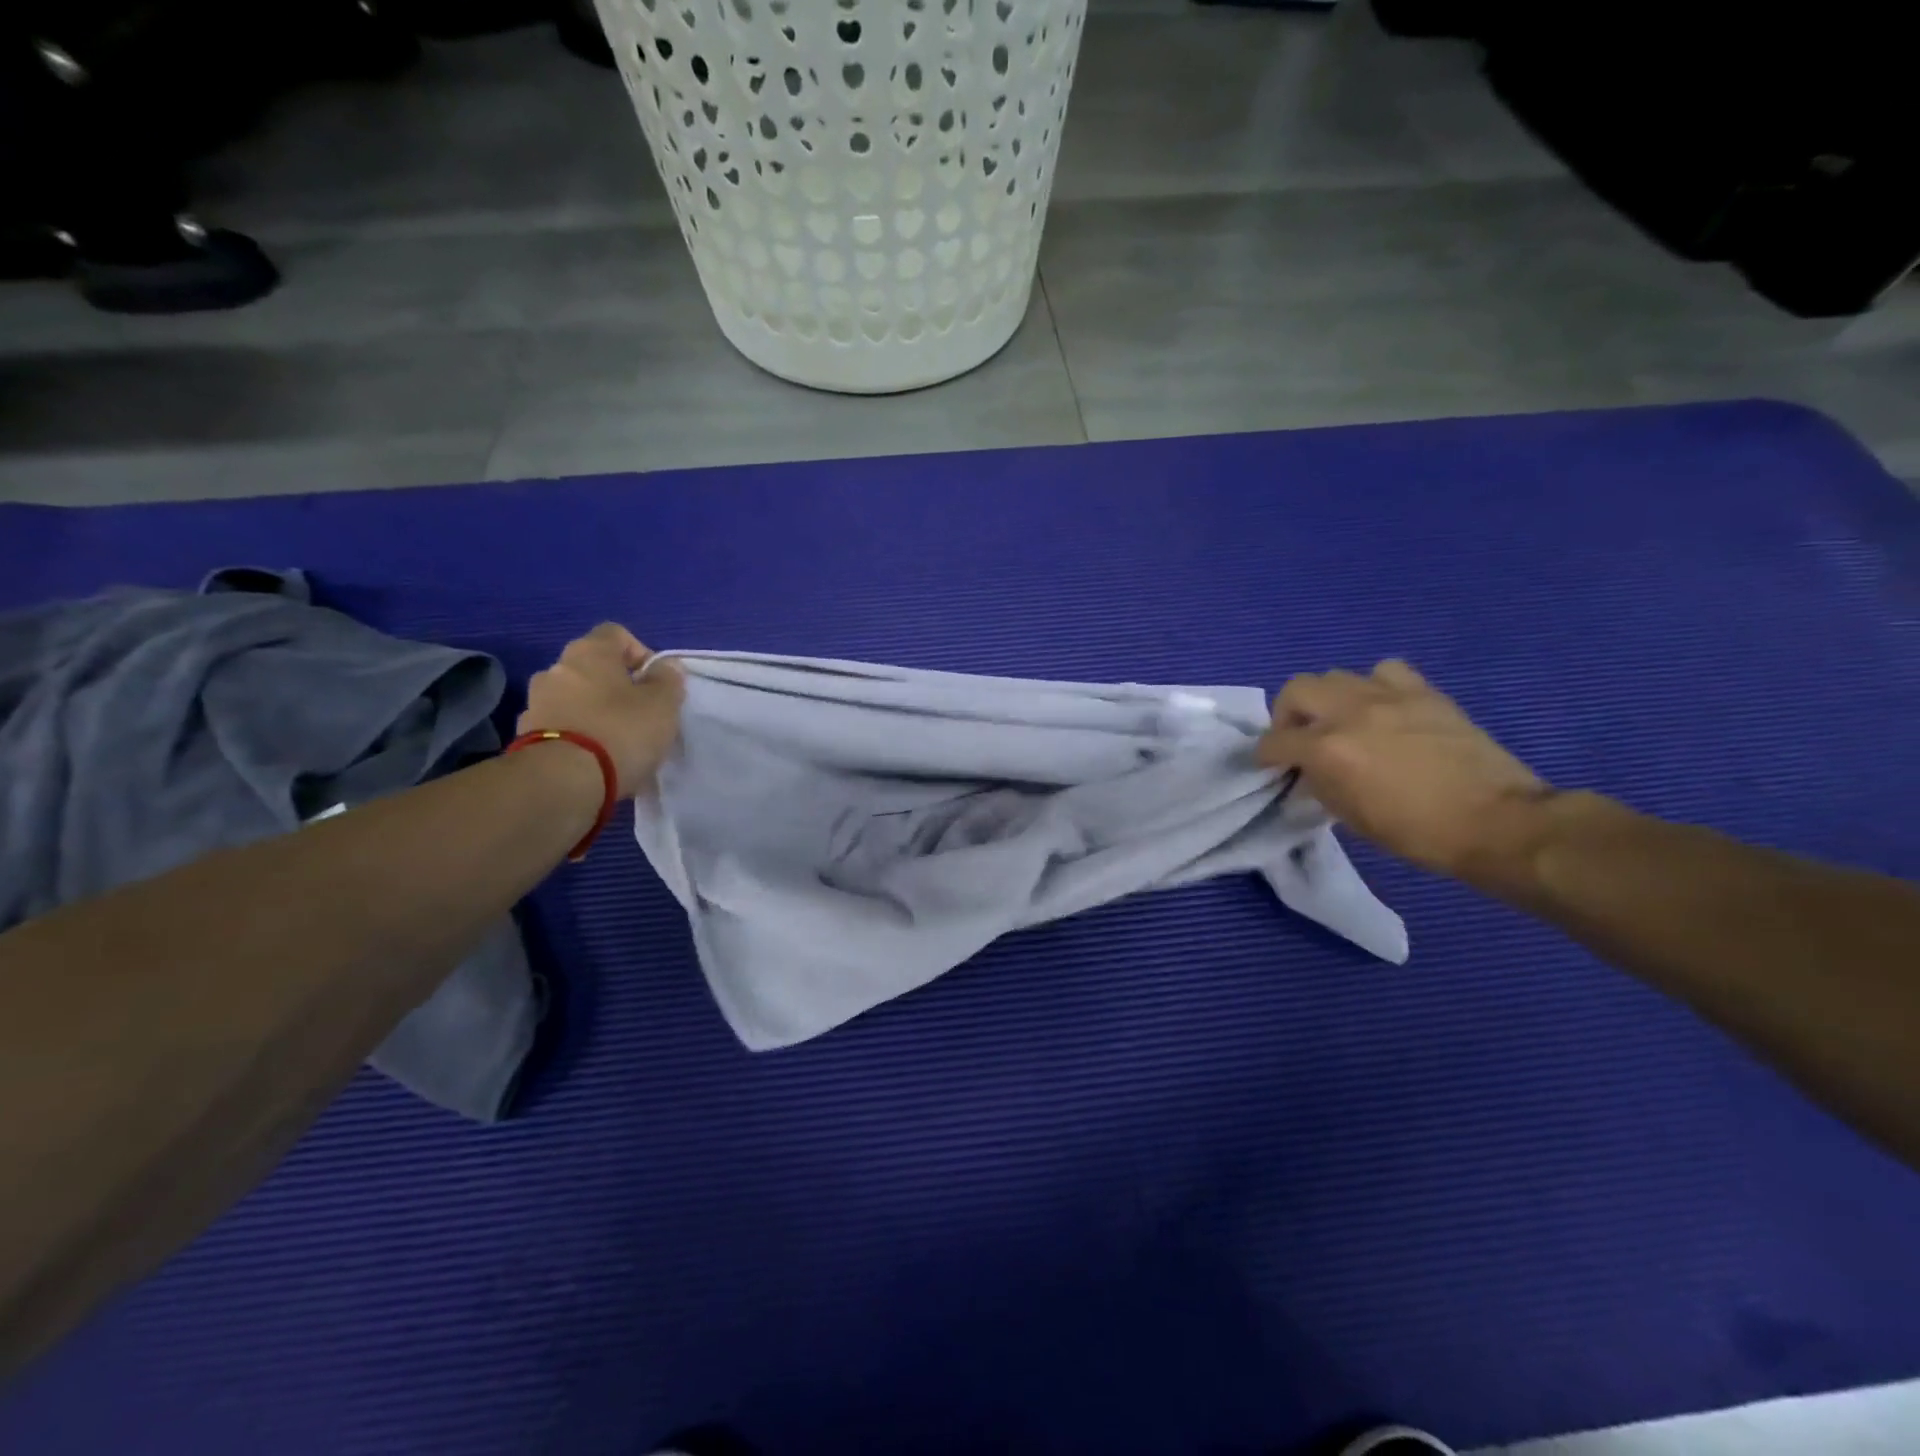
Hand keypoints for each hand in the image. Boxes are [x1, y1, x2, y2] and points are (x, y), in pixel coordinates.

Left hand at [518, 624, 683, 796]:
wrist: (562, 781)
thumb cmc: (620, 731)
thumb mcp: (663, 704)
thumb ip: (668, 680)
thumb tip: (665, 667)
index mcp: (589, 652)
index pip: (616, 633)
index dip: (640, 652)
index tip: (655, 682)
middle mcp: (555, 668)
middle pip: (592, 667)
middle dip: (616, 686)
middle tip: (640, 713)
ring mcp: (536, 702)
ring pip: (574, 697)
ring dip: (594, 710)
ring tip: (617, 740)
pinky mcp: (526, 736)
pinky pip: (561, 725)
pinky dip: (578, 734)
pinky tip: (595, 758)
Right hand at [1257, 660, 1552, 880]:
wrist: (1497, 821)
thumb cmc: (1418, 832)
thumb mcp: (1351, 817)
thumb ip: (1319, 785)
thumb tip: (1307, 773)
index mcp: (1327, 749)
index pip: (1274, 741)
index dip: (1266, 756)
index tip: (1271, 766)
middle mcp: (1350, 712)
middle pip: (1296, 690)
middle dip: (1287, 715)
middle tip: (1300, 738)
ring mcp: (1388, 696)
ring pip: (1336, 676)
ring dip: (1328, 699)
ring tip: (1341, 722)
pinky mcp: (1423, 692)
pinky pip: (1384, 671)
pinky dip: (1374, 686)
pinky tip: (1382, 709)